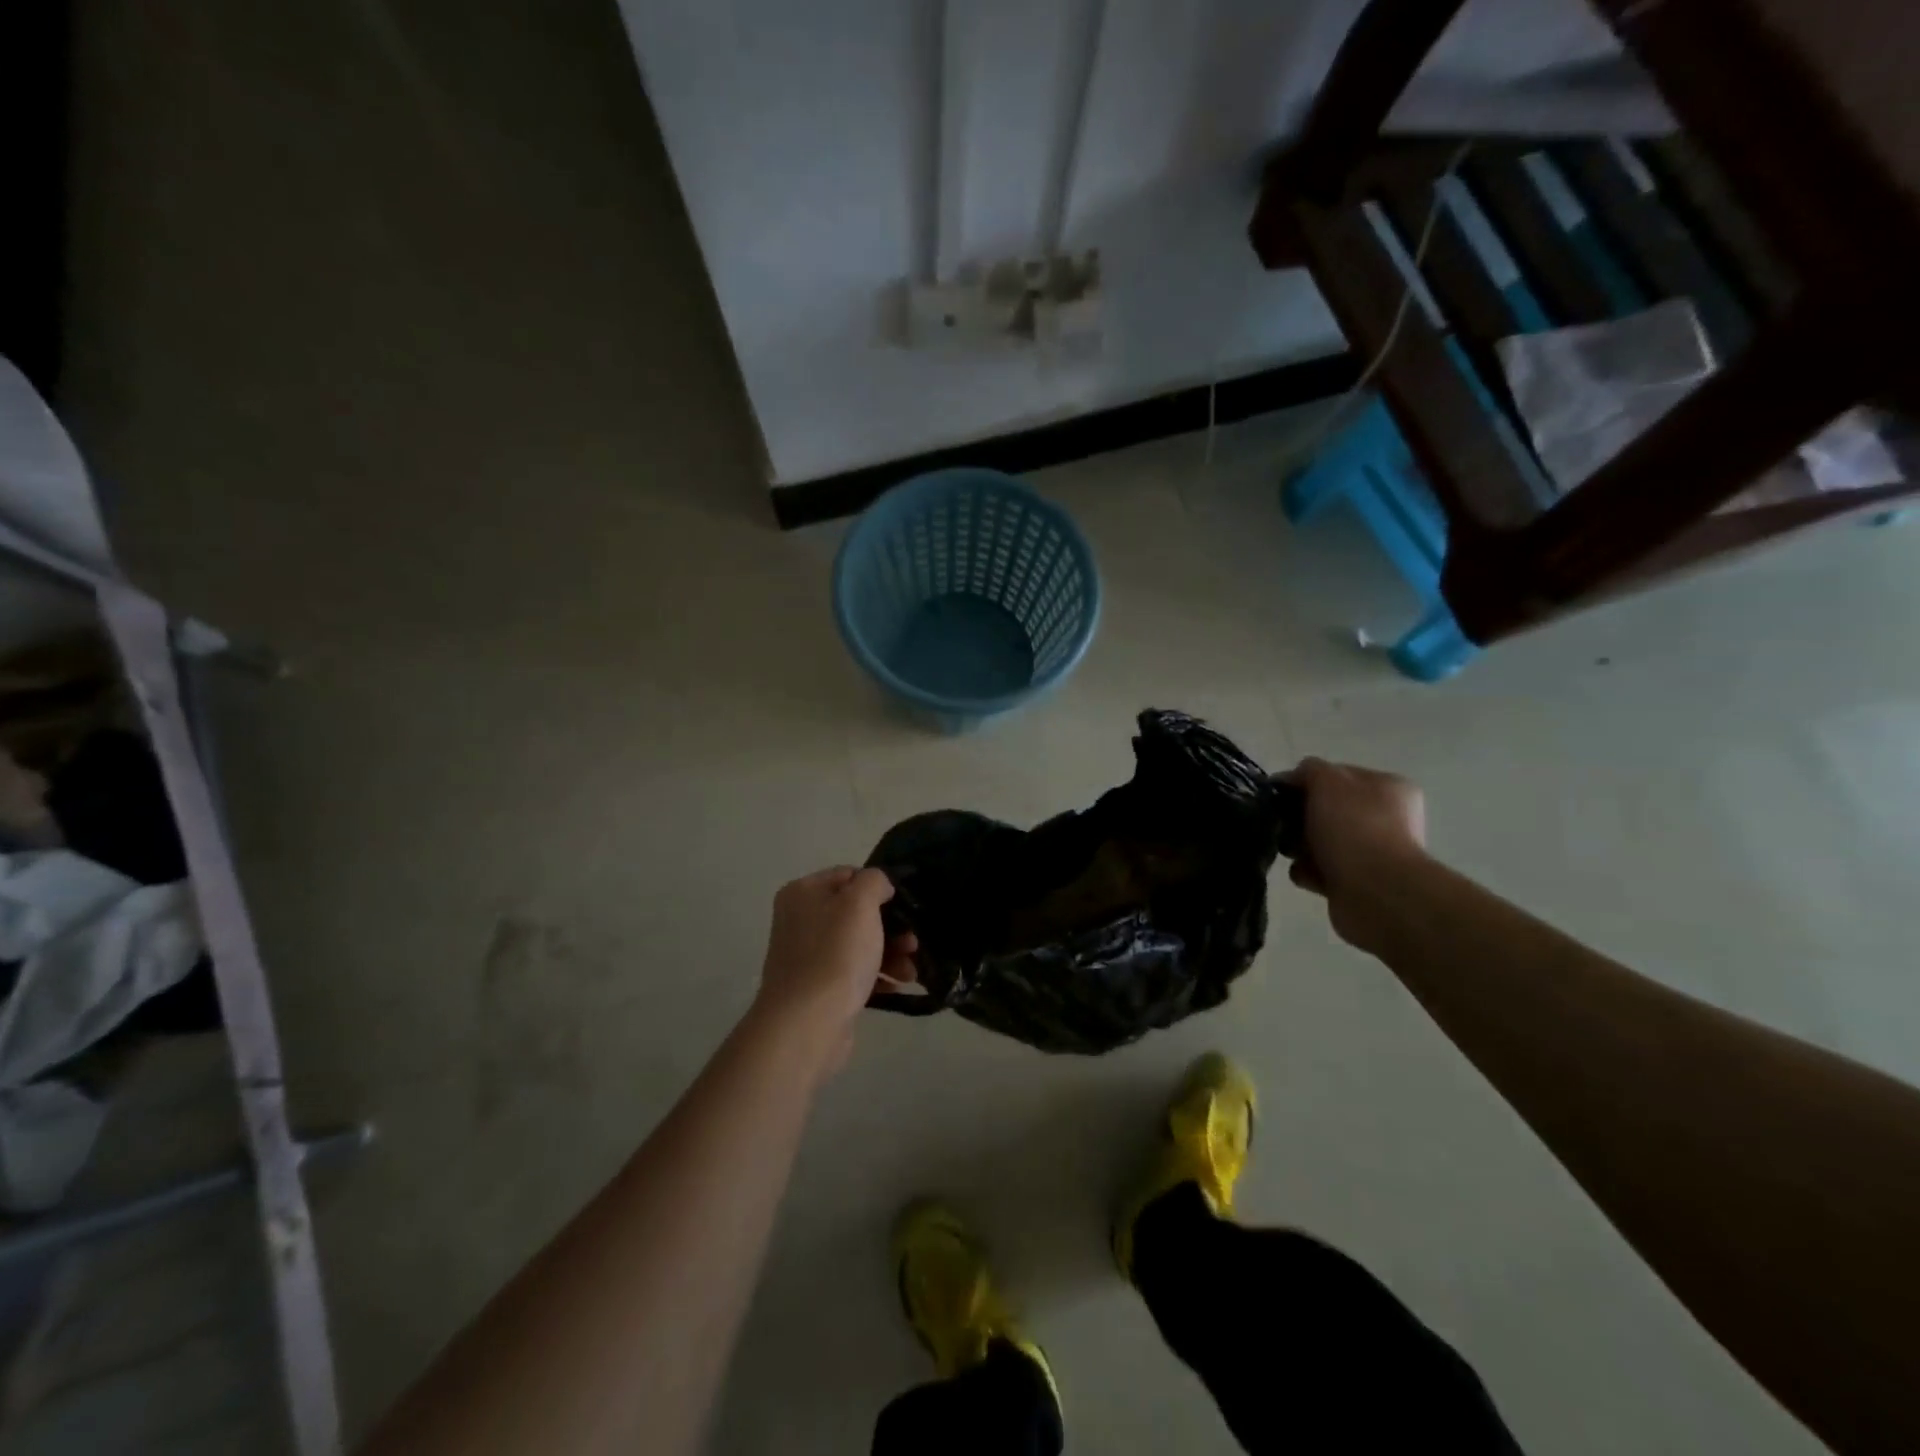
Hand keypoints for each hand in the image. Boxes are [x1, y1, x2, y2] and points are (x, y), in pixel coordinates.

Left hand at [753, 867, 917, 1075]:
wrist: (806, 1024)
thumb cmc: (835, 955)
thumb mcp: (860, 903)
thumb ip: (874, 881)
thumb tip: (880, 887)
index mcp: (803, 893)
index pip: (849, 875)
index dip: (879, 888)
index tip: (904, 907)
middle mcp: (800, 920)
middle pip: (856, 913)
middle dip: (891, 927)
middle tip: (913, 943)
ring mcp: (807, 955)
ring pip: (859, 943)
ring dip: (890, 953)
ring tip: (910, 972)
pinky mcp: (818, 987)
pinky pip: (853, 971)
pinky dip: (876, 975)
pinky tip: (896, 986)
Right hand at [1284, 758, 1427, 948]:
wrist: (1376, 892)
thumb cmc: (1353, 827)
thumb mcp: (1326, 781)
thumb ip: (1308, 770)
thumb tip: (1291, 779)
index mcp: (1388, 787)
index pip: (1337, 775)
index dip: (1305, 781)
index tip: (1279, 794)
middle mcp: (1387, 818)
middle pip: (1328, 810)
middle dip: (1300, 817)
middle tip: (1283, 824)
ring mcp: (1375, 853)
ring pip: (1322, 841)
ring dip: (1301, 846)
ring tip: (1291, 852)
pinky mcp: (1359, 883)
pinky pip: (1323, 870)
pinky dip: (1309, 871)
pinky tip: (1304, 873)